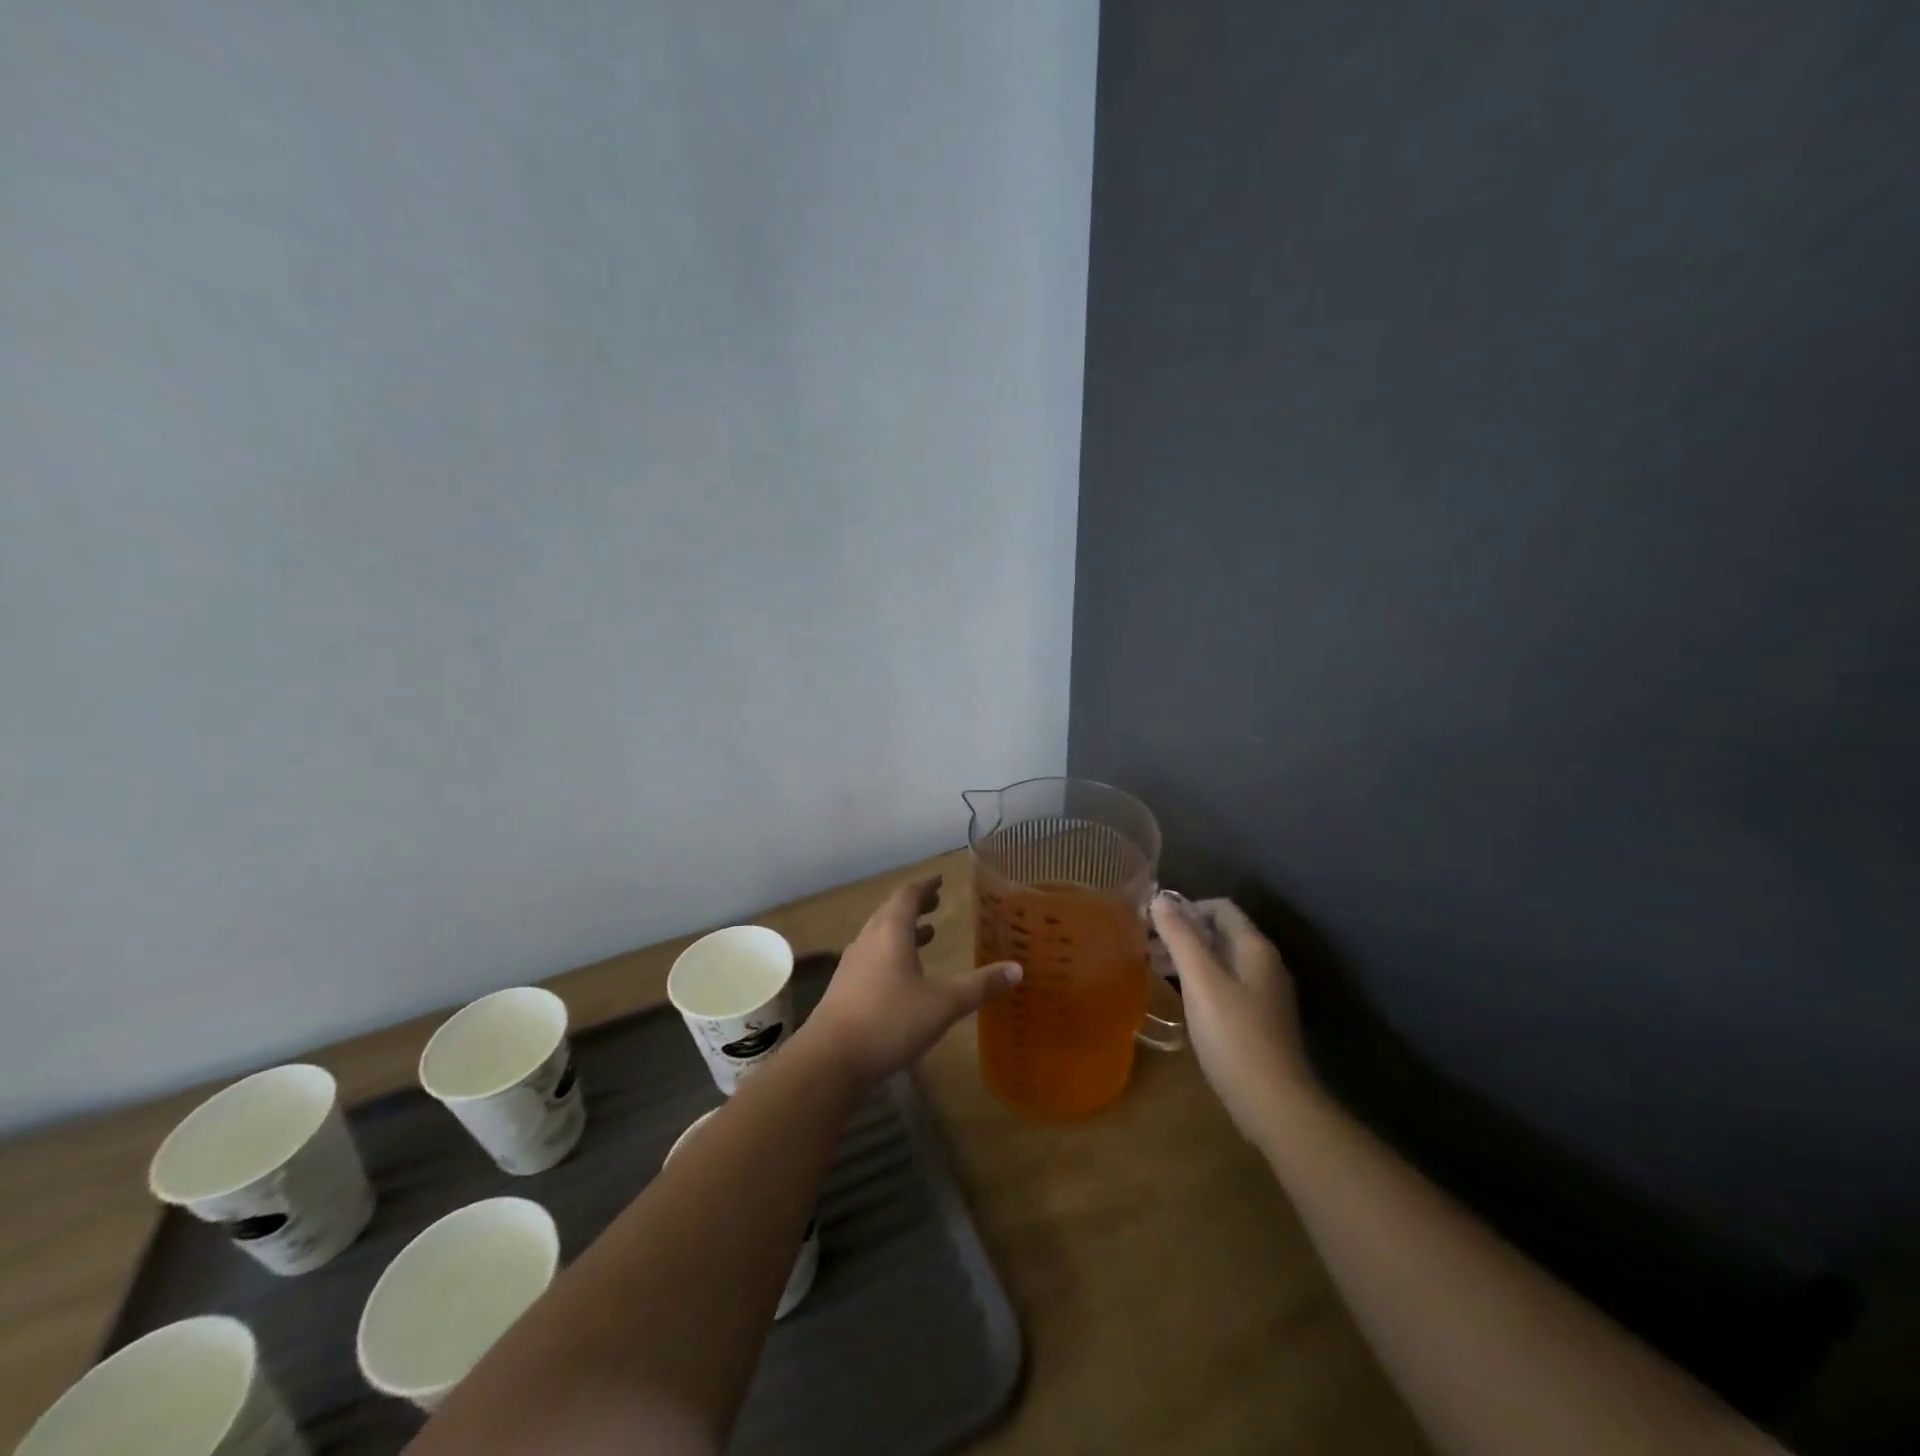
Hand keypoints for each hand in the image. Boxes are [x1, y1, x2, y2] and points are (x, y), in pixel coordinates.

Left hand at [804, 876, 1020, 1084]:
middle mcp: (868, 940)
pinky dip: (892, 952)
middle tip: (936, 902)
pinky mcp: (845, 988)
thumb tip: (1017, 969)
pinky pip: (872, 956)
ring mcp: (853, 964)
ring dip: (903, 929)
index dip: (925, 886)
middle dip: (915, 905)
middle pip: (891, 912)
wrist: (831, 1059)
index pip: (907, 895)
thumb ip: (980, 986)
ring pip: (880, 935)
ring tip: (927, 933)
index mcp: (891, 932)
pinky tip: (904, 974)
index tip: (940, 880)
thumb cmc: (890, 1021)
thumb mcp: (943, 1004)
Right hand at [1151, 891, 1314, 1145]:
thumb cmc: (1233, 1035)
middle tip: (1146, 945)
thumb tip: (1160, 898)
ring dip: (1188, 957)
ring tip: (1154, 968)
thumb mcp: (1201, 981)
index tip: (1153, 923)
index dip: (1186, 908)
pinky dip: (1199, 981)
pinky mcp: (1258, 1020)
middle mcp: (1264, 964)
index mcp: (1255, 948)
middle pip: (1220, 933)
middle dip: (1183, 933)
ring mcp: (1264, 994)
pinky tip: (1179, 997)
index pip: (1220, 908)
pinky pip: (1224, 985)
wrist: (1274, 1102)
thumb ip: (1180, 937)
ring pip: (1220, 960)